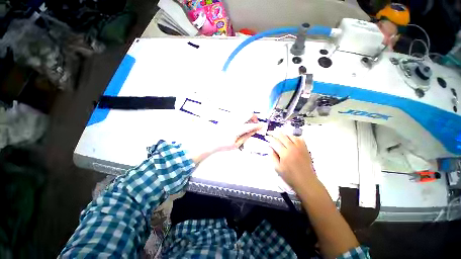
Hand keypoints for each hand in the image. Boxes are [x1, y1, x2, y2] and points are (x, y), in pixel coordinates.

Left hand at [192, 114, 262, 163]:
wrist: (211, 141)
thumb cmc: (223, 145)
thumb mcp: (236, 144)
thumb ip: (246, 136)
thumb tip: (253, 131)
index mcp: (237, 130)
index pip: (251, 125)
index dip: (258, 125)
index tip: (262, 126)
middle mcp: (234, 122)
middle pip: (248, 113)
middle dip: (254, 117)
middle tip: (255, 123)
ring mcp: (230, 118)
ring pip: (243, 112)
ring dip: (248, 116)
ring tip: (249, 123)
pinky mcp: (227, 117)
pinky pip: (237, 113)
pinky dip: (242, 116)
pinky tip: (242, 122)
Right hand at [267, 131, 315, 190]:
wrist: (306, 181)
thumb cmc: (290, 177)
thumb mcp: (278, 168)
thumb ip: (272, 157)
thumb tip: (270, 148)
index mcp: (284, 154)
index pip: (275, 142)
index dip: (270, 138)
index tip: (266, 136)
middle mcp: (292, 148)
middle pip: (283, 136)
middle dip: (275, 134)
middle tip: (271, 133)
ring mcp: (300, 148)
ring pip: (291, 136)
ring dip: (284, 135)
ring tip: (280, 136)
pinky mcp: (305, 149)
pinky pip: (300, 139)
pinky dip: (294, 137)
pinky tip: (291, 139)